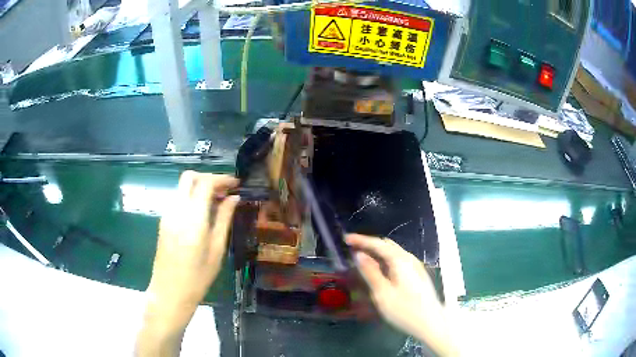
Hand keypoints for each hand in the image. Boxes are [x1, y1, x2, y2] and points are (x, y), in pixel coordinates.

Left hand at [137, 171, 238, 355]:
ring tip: (217, 202)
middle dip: (208, 178)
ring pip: (182, 187)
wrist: (170, 292)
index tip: (236, 183)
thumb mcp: (217, 249)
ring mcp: (167, 215)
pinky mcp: (164, 221)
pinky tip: (203, 213)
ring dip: (200, 187)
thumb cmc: (198, 277)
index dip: (222, 179)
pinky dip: (192, 197)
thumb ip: (224, 219)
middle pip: (189, 177)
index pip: (205, 183)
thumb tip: (234, 198)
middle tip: (225, 191)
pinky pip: (178, 199)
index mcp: (193, 219)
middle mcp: (177, 210)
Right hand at [346, 234, 456, 355]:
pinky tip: (380, 271)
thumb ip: (370, 272)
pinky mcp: (418, 275)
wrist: (431, 323)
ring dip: (377, 253)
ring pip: (394, 253)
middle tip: (352, 250)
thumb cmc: (405, 310)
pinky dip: (385, 261)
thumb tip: (359, 255)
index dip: (361, 240)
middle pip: (387, 245)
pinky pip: (398, 261)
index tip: (346, 239)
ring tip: (363, 260)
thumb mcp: (382, 294)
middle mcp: (409, 259)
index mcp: (400, 260)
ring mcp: (416, 267)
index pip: (378, 244)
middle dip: (369, 245)